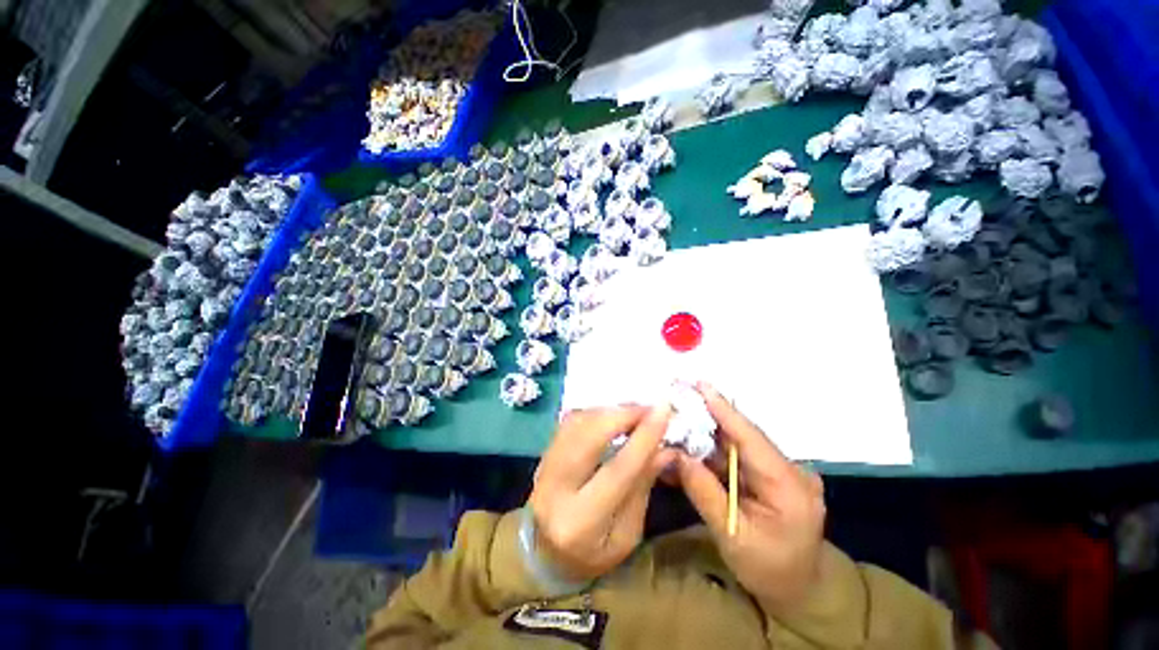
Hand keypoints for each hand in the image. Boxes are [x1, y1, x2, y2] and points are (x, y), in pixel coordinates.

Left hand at [529, 405, 675, 581]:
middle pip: (589, 437)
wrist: (544, 553)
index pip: (618, 471)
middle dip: (622, 415)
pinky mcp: (542, 453)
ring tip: (634, 411)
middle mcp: (555, 490)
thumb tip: (666, 449)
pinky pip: (569, 422)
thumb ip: (642, 488)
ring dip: (608, 411)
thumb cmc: (593, 553)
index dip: (643, 438)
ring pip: (577, 424)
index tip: (664, 411)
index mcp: (581, 522)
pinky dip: (594, 413)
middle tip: (648, 408)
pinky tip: (612, 415)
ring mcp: (544, 467)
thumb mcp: (627, 535)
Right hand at [676, 383, 825, 611]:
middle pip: (742, 436)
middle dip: (708, 417)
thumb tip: (675, 454)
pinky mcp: (773, 475)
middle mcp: (790, 470)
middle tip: (679, 397)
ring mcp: (783, 471)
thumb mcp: (732, 536)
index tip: (700, 384)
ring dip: (707, 433)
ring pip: (738, 445)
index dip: (724, 409)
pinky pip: (739, 457)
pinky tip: (692, 445)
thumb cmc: (769, 571)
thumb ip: (704, 492)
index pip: (751, 438)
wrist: (801, 591)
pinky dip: (714, 451)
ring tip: (678, 418)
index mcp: (789, 486)